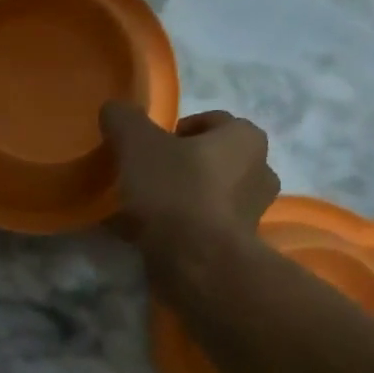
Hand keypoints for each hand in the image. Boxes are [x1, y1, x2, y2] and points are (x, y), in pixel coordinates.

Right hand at [99, 102, 278, 246]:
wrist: (197, 263)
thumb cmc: (175, 191)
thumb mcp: (138, 144)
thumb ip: (125, 120)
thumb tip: (114, 109)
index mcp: (246, 138)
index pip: (209, 122)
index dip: (174, 132)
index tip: (147, 149)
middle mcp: (259, 171)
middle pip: (210, 161)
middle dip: (179, 167)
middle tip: (143, 179)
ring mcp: (252, 213)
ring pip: (206, 196)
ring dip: (179, 199)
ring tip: (141, 211)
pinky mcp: (236, 247)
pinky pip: (202, 228)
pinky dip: (179, 228)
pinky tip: (148, 236)